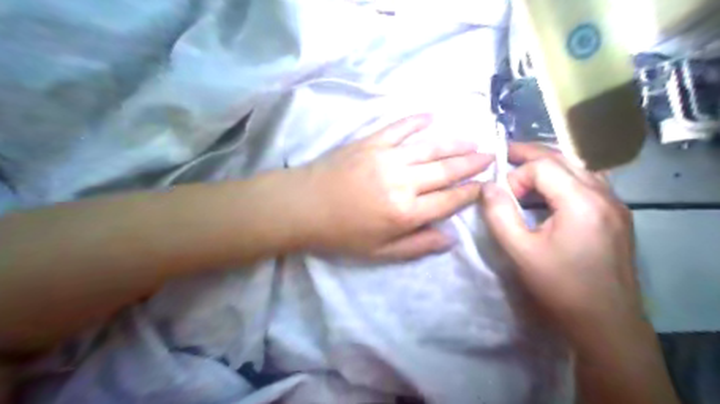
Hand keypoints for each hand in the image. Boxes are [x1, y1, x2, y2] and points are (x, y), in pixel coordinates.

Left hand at [295, 114, 491, 258]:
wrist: (302, 206)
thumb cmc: (341, 234)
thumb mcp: (379, 252)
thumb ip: (417, 246)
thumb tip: (450, 239)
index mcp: (405, 213)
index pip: (448, 200)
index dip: (470, 193)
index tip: (485, 185)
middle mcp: (402, 182)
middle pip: (445, 171)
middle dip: (470, 164)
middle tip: (490, 155)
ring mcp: (386, 157)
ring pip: (429, 147)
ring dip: (454, 142)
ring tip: (473, 139)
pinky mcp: (370, 142)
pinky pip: (398, 128)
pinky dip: (416, 121)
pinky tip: (431, 115)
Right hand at [477, 142, 640, 337]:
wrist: (607, 324)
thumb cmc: (560, 288)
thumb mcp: (520, 252)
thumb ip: (499, 214)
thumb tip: (487, 186)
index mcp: (582, 201)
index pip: (543, 166)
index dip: (516, 176)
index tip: (502, 198)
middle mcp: (605, 194)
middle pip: (564, 158)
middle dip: (531, 155)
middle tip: (504, 155)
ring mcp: (616, 204)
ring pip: (579, 167)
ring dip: (549, 164)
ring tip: (523, 170)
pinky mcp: (617, 216)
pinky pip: (589, 183)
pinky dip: (564, 178)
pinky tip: (550, 192)